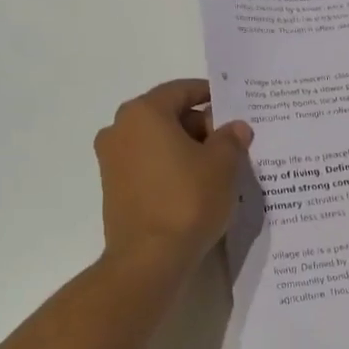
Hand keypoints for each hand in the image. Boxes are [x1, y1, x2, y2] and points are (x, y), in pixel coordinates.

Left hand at [94, 79, 252, 271]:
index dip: (210, 95)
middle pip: (167, 115)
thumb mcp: (222, 165)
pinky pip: (147, 165)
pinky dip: (170, 167)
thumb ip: (231, 138)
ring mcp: (112, 160)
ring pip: (156, 141)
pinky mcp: (113, 188)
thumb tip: (236, 127)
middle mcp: (120, 129)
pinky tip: (194, 186)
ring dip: (185, 148)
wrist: (149, 258)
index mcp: (144, 113)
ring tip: (217, 167)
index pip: (181, 90)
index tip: (233, 107)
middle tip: (231, 142)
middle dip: (200, 125)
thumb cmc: (187, 200)